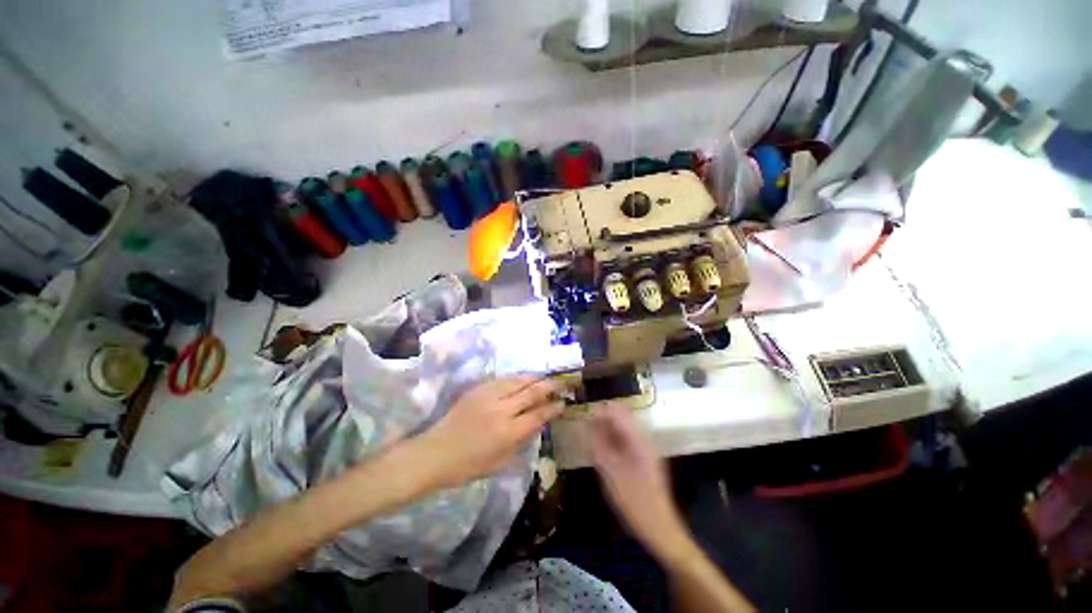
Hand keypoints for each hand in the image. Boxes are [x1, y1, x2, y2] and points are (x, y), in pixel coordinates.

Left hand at [413, 376, 564, 489]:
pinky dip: (516, 378)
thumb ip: (522, 441)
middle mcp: (502, 410)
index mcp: (508, 432)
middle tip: (562, 382)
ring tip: (544, 377)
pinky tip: (522, 378)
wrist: (435, 453)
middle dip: (550, 386)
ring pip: (518, 380)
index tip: (563, 403)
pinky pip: (503, 379)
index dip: (553, 408)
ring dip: (534, 378)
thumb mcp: (501, 462)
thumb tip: (537, 423)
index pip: (538, 415)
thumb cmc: (468, 466)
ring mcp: (489, 396)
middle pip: (532, 392)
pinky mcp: (478, 389)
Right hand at [591, 404, 692, 562]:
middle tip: (587, 426)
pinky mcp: (644, 458)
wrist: (660, 528)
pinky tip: (603, 448)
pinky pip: (626, 440)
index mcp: (639, 441)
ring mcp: (645, 449)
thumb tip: (589, 423)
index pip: (619, 413)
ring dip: (608, 428)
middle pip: (623, 418)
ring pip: (624, 428)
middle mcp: (644, 440)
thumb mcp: (611, 473)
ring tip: (591, 436)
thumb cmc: (634, 501)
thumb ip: (599, 445)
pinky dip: (613, 439)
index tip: (585, 413)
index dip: (602, 410)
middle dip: (604, 418)